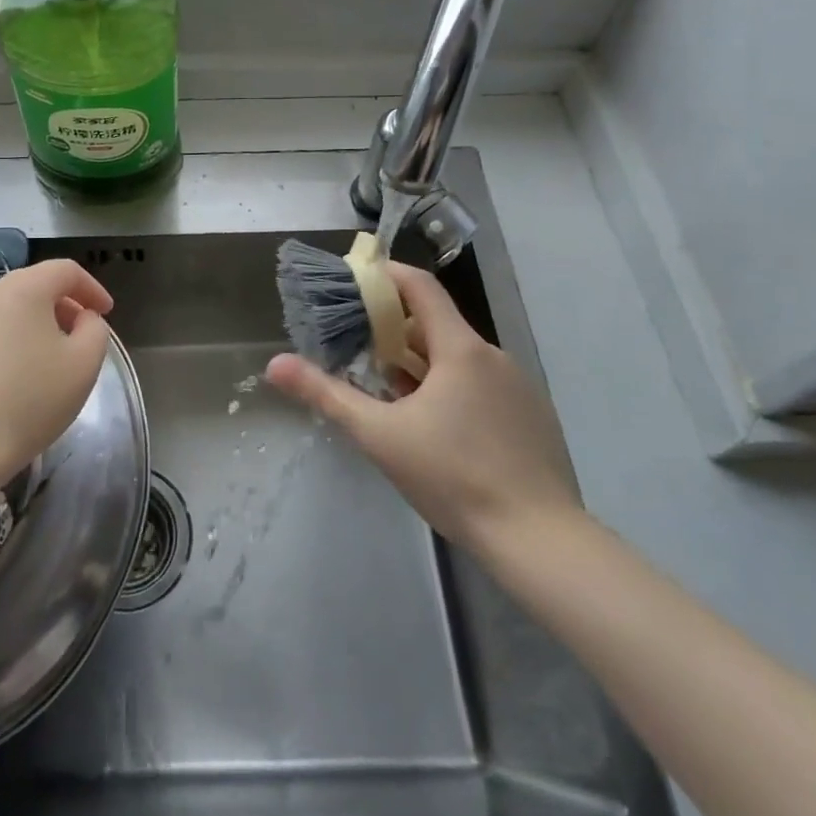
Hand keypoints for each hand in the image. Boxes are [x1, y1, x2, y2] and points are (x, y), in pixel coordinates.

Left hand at [0, 259, 113, 481]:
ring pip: (6, 312)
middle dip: (62, 306)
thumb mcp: (83, 365)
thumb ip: (95, 330)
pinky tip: (10, 381)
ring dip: (32, 326)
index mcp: (23, 289)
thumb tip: (83, 319)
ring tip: (46, 361)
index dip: (92, 287)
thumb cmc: (28, 400)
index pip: (65, 270)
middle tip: (79, 336)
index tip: (106, 313)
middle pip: (33, 287)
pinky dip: (5, 346)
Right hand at [265, 262, 581, 556]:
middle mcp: (493, 355)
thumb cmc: (453, 478)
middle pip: (435, 324)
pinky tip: (438, 432)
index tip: (354, 281)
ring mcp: (518, 386)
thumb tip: (275, 364)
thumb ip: (326, 395)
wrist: (540, 541)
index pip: (420, 286)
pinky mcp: (531, 416)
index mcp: (460, 348)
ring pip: (458, 358)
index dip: (386, 274)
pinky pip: (482, 384)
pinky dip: (451, 389)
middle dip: (395, 333)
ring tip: (392, 398)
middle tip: (360, 355)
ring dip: (422, 366)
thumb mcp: (379, 435)